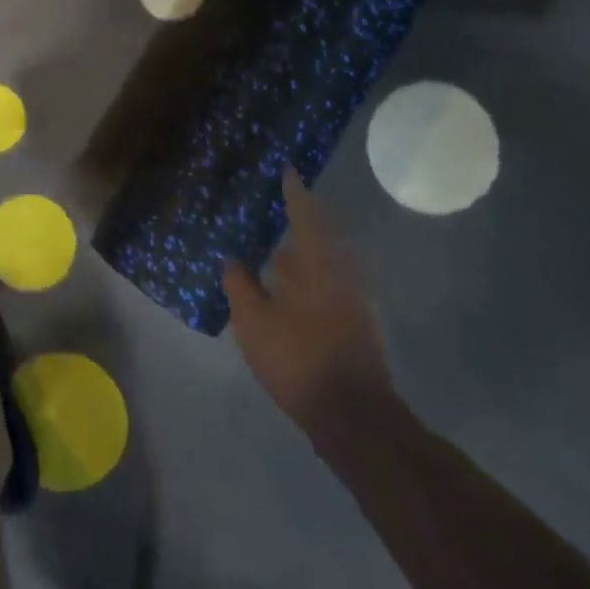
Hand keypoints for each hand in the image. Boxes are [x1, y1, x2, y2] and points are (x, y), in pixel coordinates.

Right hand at [223, 169, 392, 435]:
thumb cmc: (299, 359)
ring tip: (275, 247)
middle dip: (302, 219)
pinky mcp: (356, 325)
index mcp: (318, 265)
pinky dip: (309, 275)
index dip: (293, 192)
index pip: (305, 215)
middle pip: (322, 236)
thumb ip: (240, 285)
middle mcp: (342, 275)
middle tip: (280, 205)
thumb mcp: (253, 321)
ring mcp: (354, 301)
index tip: (287, 170)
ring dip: (304, 251)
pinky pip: (329, 283)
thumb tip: (232, 259)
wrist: (354, 418)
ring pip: (327, 262)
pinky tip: (288, 287)